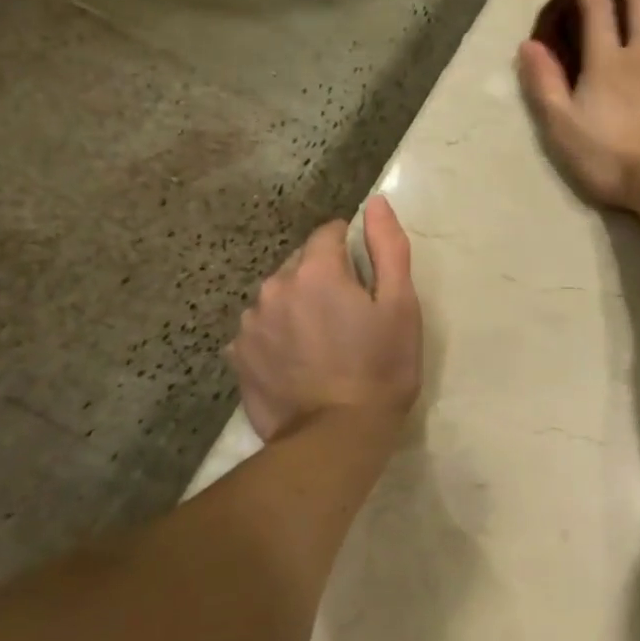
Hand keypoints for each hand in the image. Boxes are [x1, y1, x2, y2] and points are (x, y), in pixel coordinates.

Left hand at [230, 196, 421, 441]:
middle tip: (348, 317)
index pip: (328, 234)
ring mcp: (251, 324)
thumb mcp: (401, 306)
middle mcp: (274, 287)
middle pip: (300, 266)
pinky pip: (260, 330)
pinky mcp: (238, 357)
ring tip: (321, 343)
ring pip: (278, 297)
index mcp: (315, 271)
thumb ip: (388, 248)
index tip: (365, 279)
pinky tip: (297, 362)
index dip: (350, 249)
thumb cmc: (381, 368)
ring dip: (297, 307)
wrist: (336, 438)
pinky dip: (277, 336)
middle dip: (322, 279)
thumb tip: (375, 202)